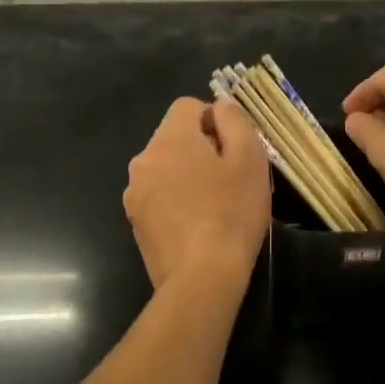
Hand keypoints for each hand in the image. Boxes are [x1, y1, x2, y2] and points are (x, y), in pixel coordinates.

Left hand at [124, 96, 270, 288]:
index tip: (233, 147)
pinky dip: (174, 199)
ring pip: (165, 166)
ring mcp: (135, 192)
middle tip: (229, 177)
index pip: (187, 106)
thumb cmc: (232, 213)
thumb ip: (235, 121)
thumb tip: (221, 106)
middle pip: (174, 136)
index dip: (214, 119)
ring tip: (213, 203)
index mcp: (170, 138)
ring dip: (185, 174)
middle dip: (200, 147)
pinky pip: (157, 194)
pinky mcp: (135, 220)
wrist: (201, 277)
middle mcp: (144, 158)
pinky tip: (196, 224)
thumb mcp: (249, 159)